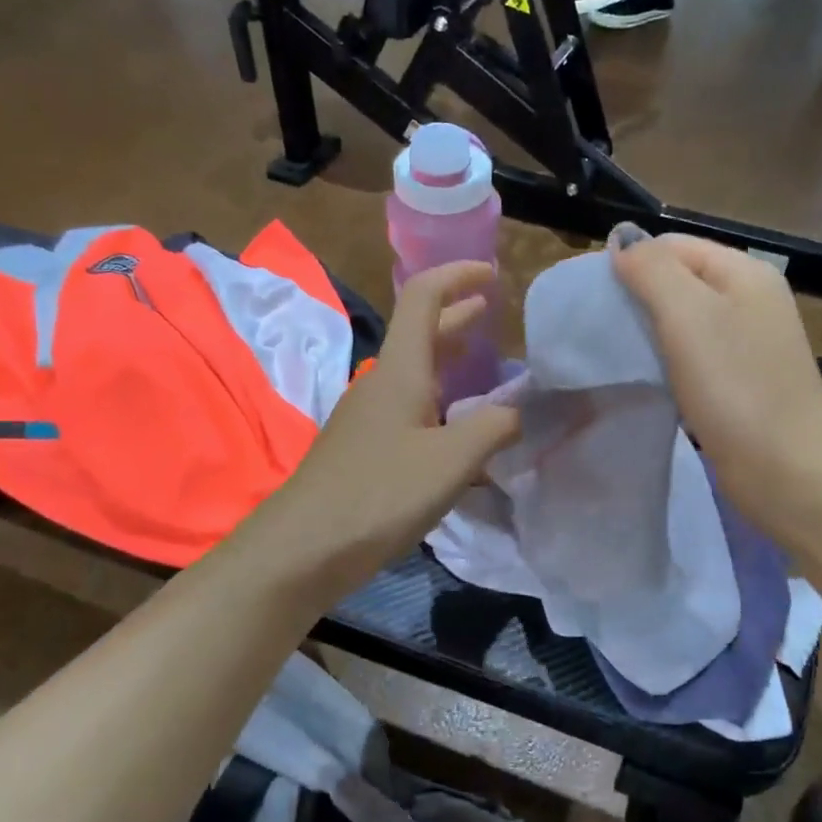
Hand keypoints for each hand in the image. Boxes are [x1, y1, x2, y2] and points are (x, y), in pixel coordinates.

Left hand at [244, 261, 520, 601]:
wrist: (304, 547)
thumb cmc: (380, 493)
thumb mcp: (452, 460)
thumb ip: (494, 428)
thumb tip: (516, 413)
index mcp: (400, 372)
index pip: (423, 298)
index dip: (456, 276)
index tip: (491, 273)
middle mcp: (381, 385)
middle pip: (419, 335)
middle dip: (457, 318)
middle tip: (491, 312)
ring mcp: (367, 419)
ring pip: (415, 377)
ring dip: (449, 364)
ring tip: (484, 370)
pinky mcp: (363, 452)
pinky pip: (409, 413)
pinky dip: (440, 406)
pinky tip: (460, 436)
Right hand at [611, 230, 821, 549]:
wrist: (788, 472)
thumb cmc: (736, 388)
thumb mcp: (688, 315)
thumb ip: (652, 270)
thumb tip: (621, 238)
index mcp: (744, 272)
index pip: (673, 245)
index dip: (629, 262)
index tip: (589, 298)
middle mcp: (749, 301)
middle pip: (678, 282)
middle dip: (635, 298)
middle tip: (595, 328)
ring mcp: (747, 345)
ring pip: (683, 323)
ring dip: (646, 332)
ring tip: (611, 353)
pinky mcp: (739, 384)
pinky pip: (692, 358)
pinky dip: (664, 362)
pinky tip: (643, 379)